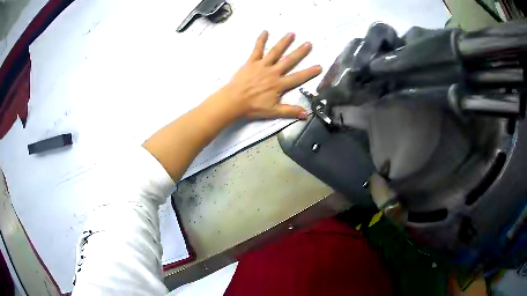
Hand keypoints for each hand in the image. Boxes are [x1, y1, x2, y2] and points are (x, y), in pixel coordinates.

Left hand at [216, 31, 321, 119]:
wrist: (233, 101)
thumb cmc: (253, 107)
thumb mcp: (273, 112)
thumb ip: (290, 111)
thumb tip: (306, 115)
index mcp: (279, 84)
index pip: (298, 77)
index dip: (309, 72)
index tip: (319, 66)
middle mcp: (273, 72)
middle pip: (289, 61)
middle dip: (300, 52)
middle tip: (309, 43)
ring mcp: (262, 65)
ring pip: (275, 52)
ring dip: (284, 42)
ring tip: (292, 33)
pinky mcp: (251, 62)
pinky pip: (257, 49)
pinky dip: (261, 40)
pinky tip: (265, 31)